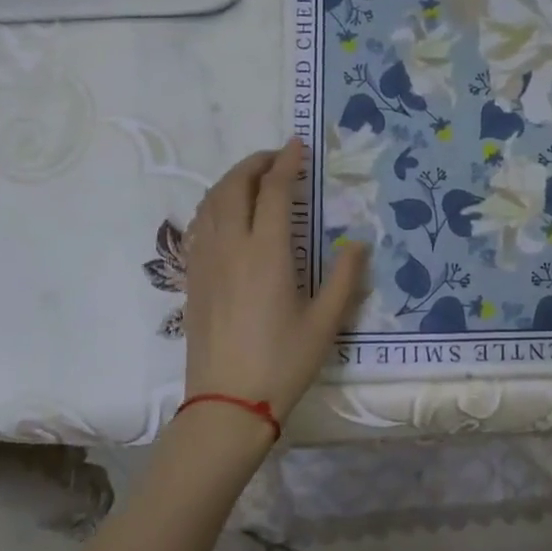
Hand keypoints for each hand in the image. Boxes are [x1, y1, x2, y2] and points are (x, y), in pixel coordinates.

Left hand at [181, 137, 368, 441]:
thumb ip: (344, 278)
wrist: (227, 404)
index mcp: (267, 253)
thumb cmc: (282, 363)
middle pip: (234, 186)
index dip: (287, 163)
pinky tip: (228, 214)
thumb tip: (358, 244)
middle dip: (255, 163)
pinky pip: (199, 225)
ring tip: (254, 178)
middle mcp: (231, 247)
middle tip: (278, 157)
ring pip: (211, 202)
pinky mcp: (193, 278)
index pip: (274, 191)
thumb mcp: (326, 323)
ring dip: (232, 180)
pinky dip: (215, 204)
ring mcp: (206, 261)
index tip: (300, 146)